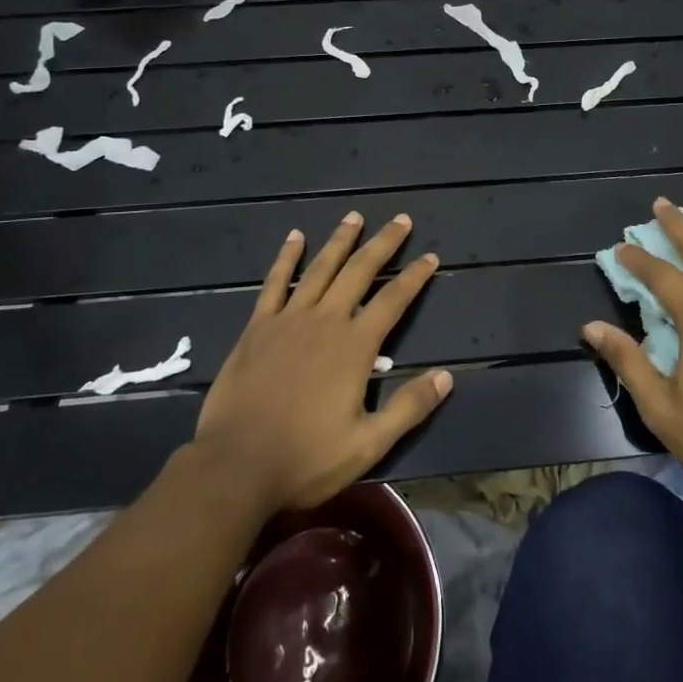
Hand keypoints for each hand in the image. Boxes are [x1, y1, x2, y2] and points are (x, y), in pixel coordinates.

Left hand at [193, 213, 453, 512]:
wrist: (236, 465)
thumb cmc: (306, 458)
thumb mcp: (369, 444)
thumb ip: (409, 407)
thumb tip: (446, 376)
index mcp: (355, 346)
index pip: (394, 300)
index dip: (415, 277)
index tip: (431, 256)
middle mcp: (326, 320)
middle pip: (360, 271)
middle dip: (384, 243)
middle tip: (401, 219)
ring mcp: (289, 319)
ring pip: (321, 268)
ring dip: (340, 240)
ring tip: (355, 216)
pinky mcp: (258, 326)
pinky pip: (275, 282)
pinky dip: (287, 257)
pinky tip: (295, 237)